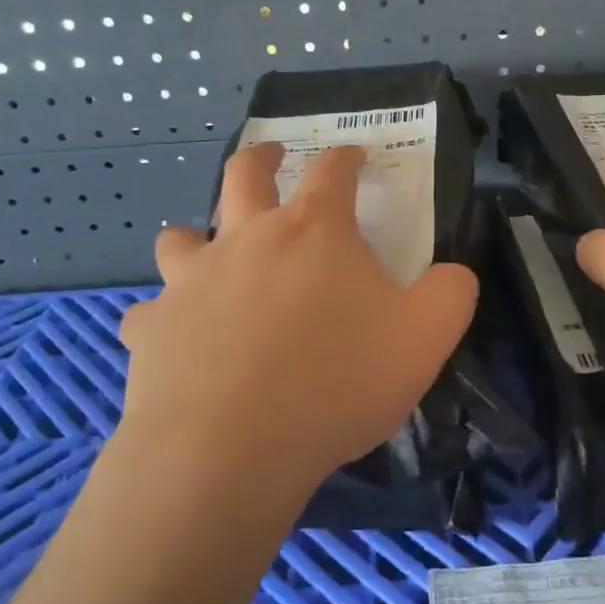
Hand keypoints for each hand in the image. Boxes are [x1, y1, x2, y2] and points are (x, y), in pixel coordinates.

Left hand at [114, 143, 477, 499]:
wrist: (232, 449)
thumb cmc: (338, 381)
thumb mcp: (426, 336)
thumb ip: (450, 292)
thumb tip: (452, 273)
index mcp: (314, 231)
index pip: (332, 170)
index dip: (347, 156)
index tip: (354, 154)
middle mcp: (246, 240)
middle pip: (244, 175)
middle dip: (262, 158)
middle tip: (272, 157)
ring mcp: (191, 282)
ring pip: (181, 238)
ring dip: (197, 237)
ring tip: (208, 253)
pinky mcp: (152, 329)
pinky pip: (152, 314)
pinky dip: (166, 319)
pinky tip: (178, 341)